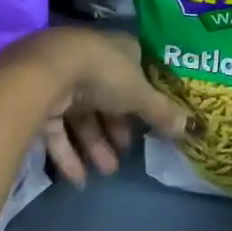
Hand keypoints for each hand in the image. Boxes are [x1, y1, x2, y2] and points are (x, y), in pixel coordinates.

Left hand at [8, 26, 189, 185]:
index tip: (151, 123)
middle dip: (117, 129)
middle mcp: (92, 61)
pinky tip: (79, 180)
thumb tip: (191, 128)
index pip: (135, 72)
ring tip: (107, 171)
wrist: (47, 72)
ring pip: (83, 116)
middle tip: (126, 153)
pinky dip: (69, 155)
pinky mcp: (40, 100)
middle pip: (108, 98)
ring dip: (96, 146)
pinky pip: (59, 130)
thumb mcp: (140, 93)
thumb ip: (162, 112)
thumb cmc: (103, 73)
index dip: (143, 99)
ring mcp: (64, 80)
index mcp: (118, 50)